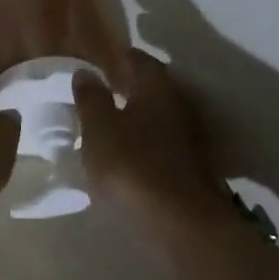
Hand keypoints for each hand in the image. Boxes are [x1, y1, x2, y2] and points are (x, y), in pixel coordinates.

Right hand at [74, 49, 236, 225]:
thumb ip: (91, 98)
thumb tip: (86, 71)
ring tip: (112, 121)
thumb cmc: (133, 166)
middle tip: (103, 88)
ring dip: (139, 114)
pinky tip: (130, 151)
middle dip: (130, 84)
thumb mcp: (99, 129)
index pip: (140, 60)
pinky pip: (165, 140)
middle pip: (154, 86)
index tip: (101, 60)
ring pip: (161, 114)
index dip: (120, 57)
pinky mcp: (192, 166)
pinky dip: (148, 139)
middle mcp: (179, 105)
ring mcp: (191, 137)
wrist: (181, 222)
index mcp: (156, 88)